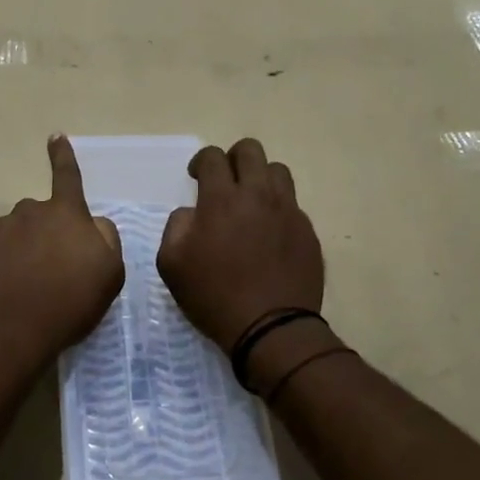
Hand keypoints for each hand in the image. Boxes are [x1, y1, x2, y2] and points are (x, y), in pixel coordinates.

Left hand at [0, 136, 124, 371]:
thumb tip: (94, 222)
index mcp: (65, 214)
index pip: (67, 176)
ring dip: (19, 251)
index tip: (55, 136)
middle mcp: (29, 212)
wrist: (11, 333)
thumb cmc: (69, 303)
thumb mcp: (109, 274)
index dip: (64, 157)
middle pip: (39, 215)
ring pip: (12, 233)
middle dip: (44, 234)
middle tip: (49, 272)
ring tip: (24, 287)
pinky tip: (1, 291)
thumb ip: (106, 239)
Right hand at [158, 139, 323, 348]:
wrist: (271, 328)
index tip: (196, 177)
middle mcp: (258, 195)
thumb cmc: (214, 296)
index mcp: (222, 199)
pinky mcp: (307, 231)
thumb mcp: (172, 264)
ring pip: (278, 171)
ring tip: (251, 202)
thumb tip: (193, 212)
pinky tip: (269, 234)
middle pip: (251, 150)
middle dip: (233, 158)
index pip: (213, 157)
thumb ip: (176, 226)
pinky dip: (277, 209)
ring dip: (260, 178)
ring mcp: (288, 211)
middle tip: (225, 181)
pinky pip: (293, 205)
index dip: (201, 161)